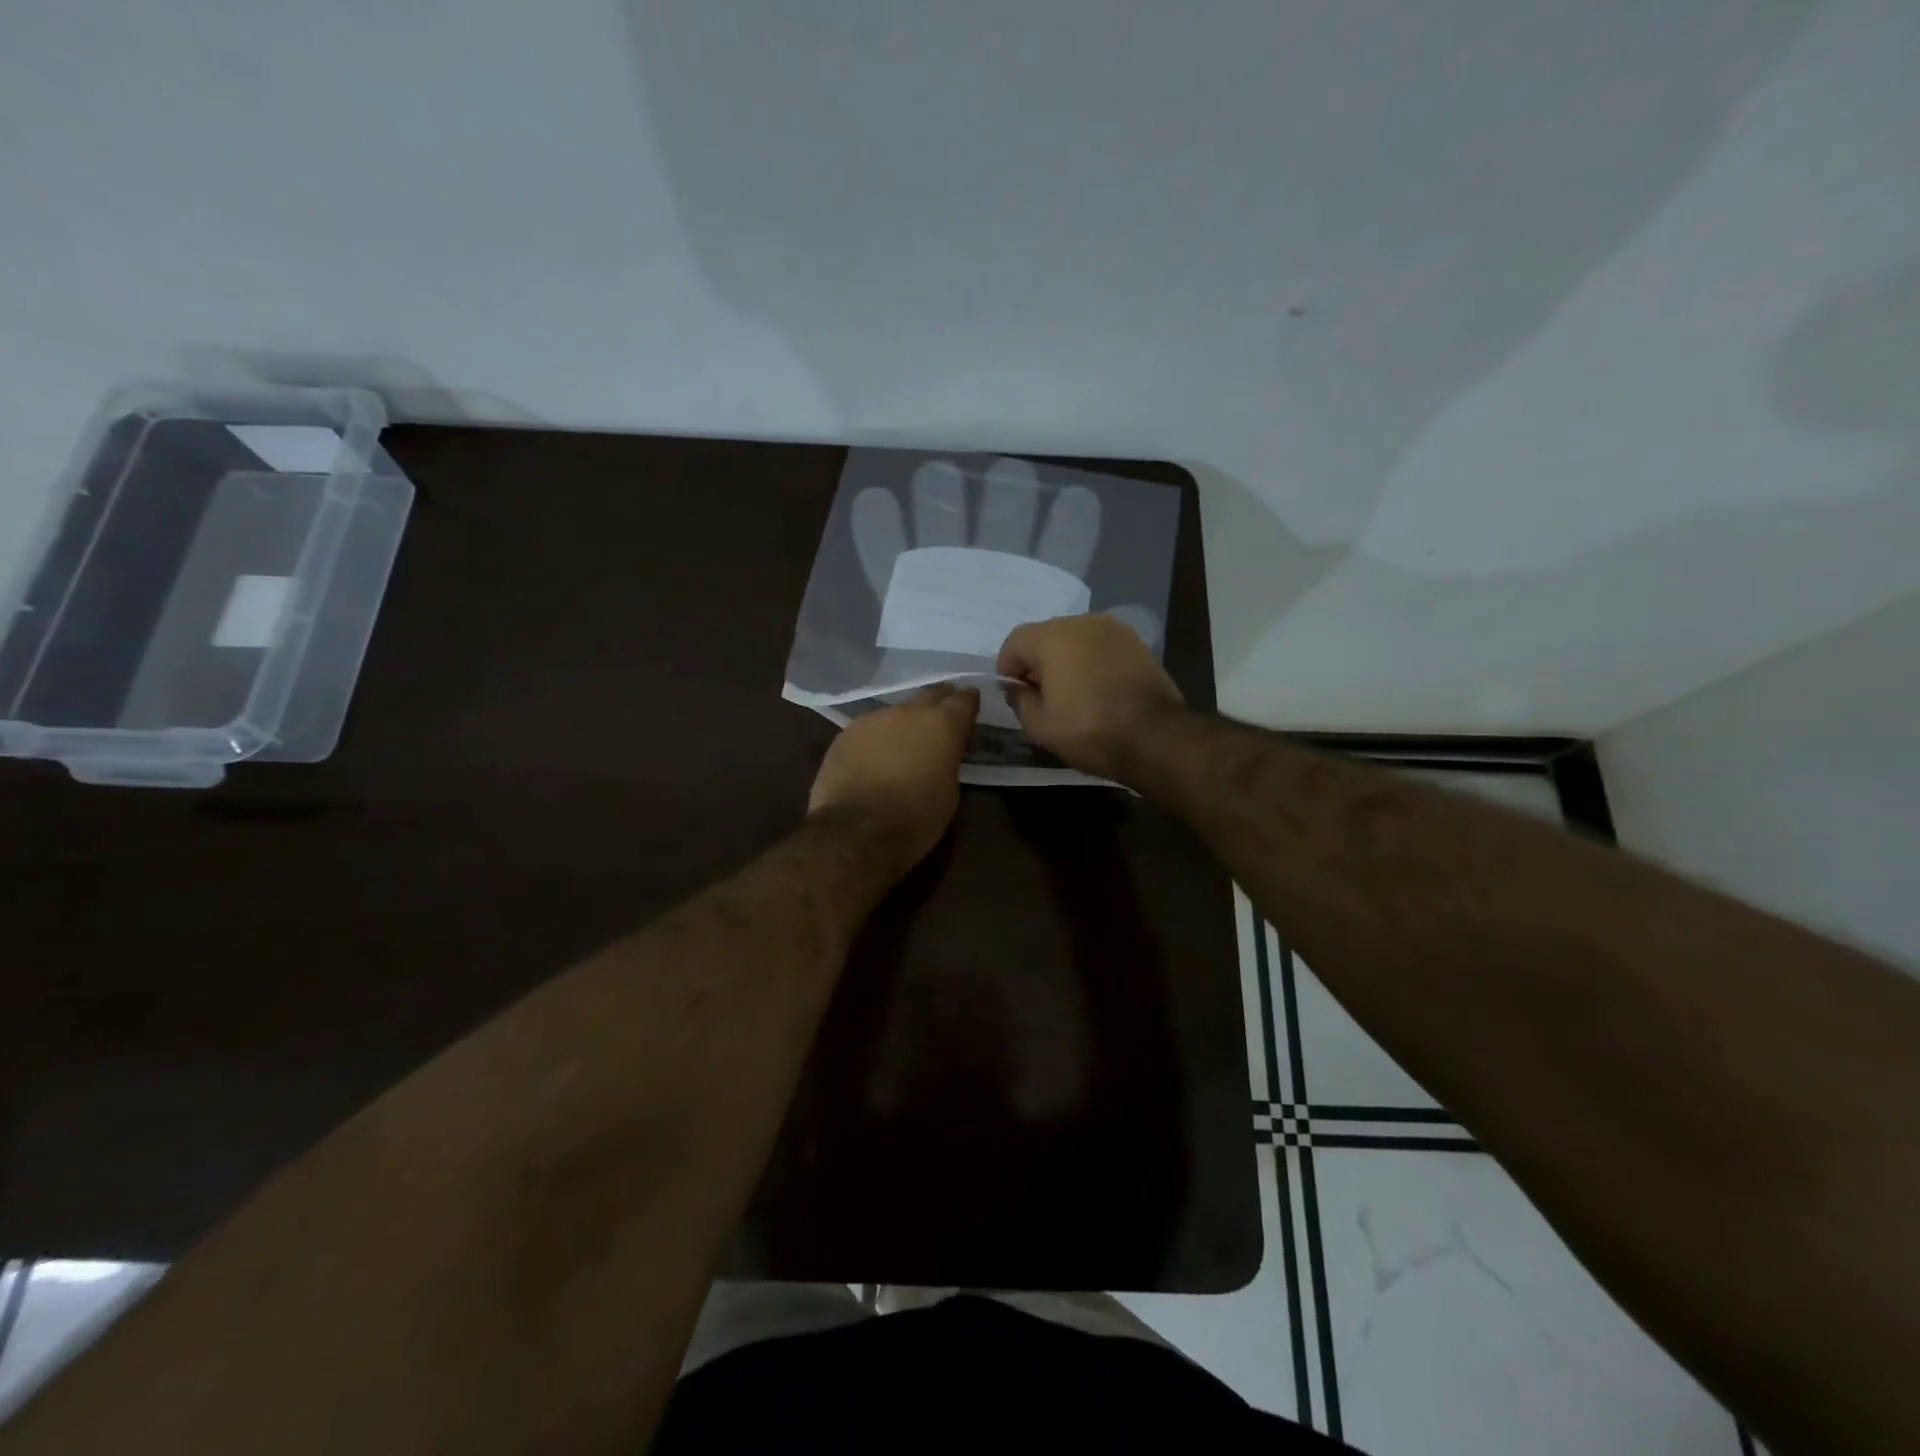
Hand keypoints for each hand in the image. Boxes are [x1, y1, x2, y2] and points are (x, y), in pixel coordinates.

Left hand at [808, 683, 980, 869]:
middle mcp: (908, 711)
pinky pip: (870, 728)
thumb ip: (948, 760)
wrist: (856, 832)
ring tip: (904, 743)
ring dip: (905, 723)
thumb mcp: (950, 792)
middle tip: (942, 720)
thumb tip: (941, 754)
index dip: (969, 703)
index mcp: (942, 725)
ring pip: (897, 711)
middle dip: (940, 704)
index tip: (971, 709)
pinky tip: (875, 756)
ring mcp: (873, 719)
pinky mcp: (846, 733)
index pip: (964, 699)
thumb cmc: (915, 819)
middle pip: (930, 695)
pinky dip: (878, 737)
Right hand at [997, 614, 1185, 779]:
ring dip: (1065, 659)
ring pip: (1075, 638)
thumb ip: (1019, 700)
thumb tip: (1015, 687)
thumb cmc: (1090, 730)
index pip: (1015, 642)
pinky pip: (1100, 646)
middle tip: (1041, 695)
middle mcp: (1082, 622)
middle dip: (1037, 661)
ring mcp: (1113, 629)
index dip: (1008, 668)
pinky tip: (1096, 687)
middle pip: (1045, 635)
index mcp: (1053, 637)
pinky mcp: (1136, 642)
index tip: (1015, 694)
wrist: (1156, 737)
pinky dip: (1091, 660)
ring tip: (1070, 692)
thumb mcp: (1041, 726)